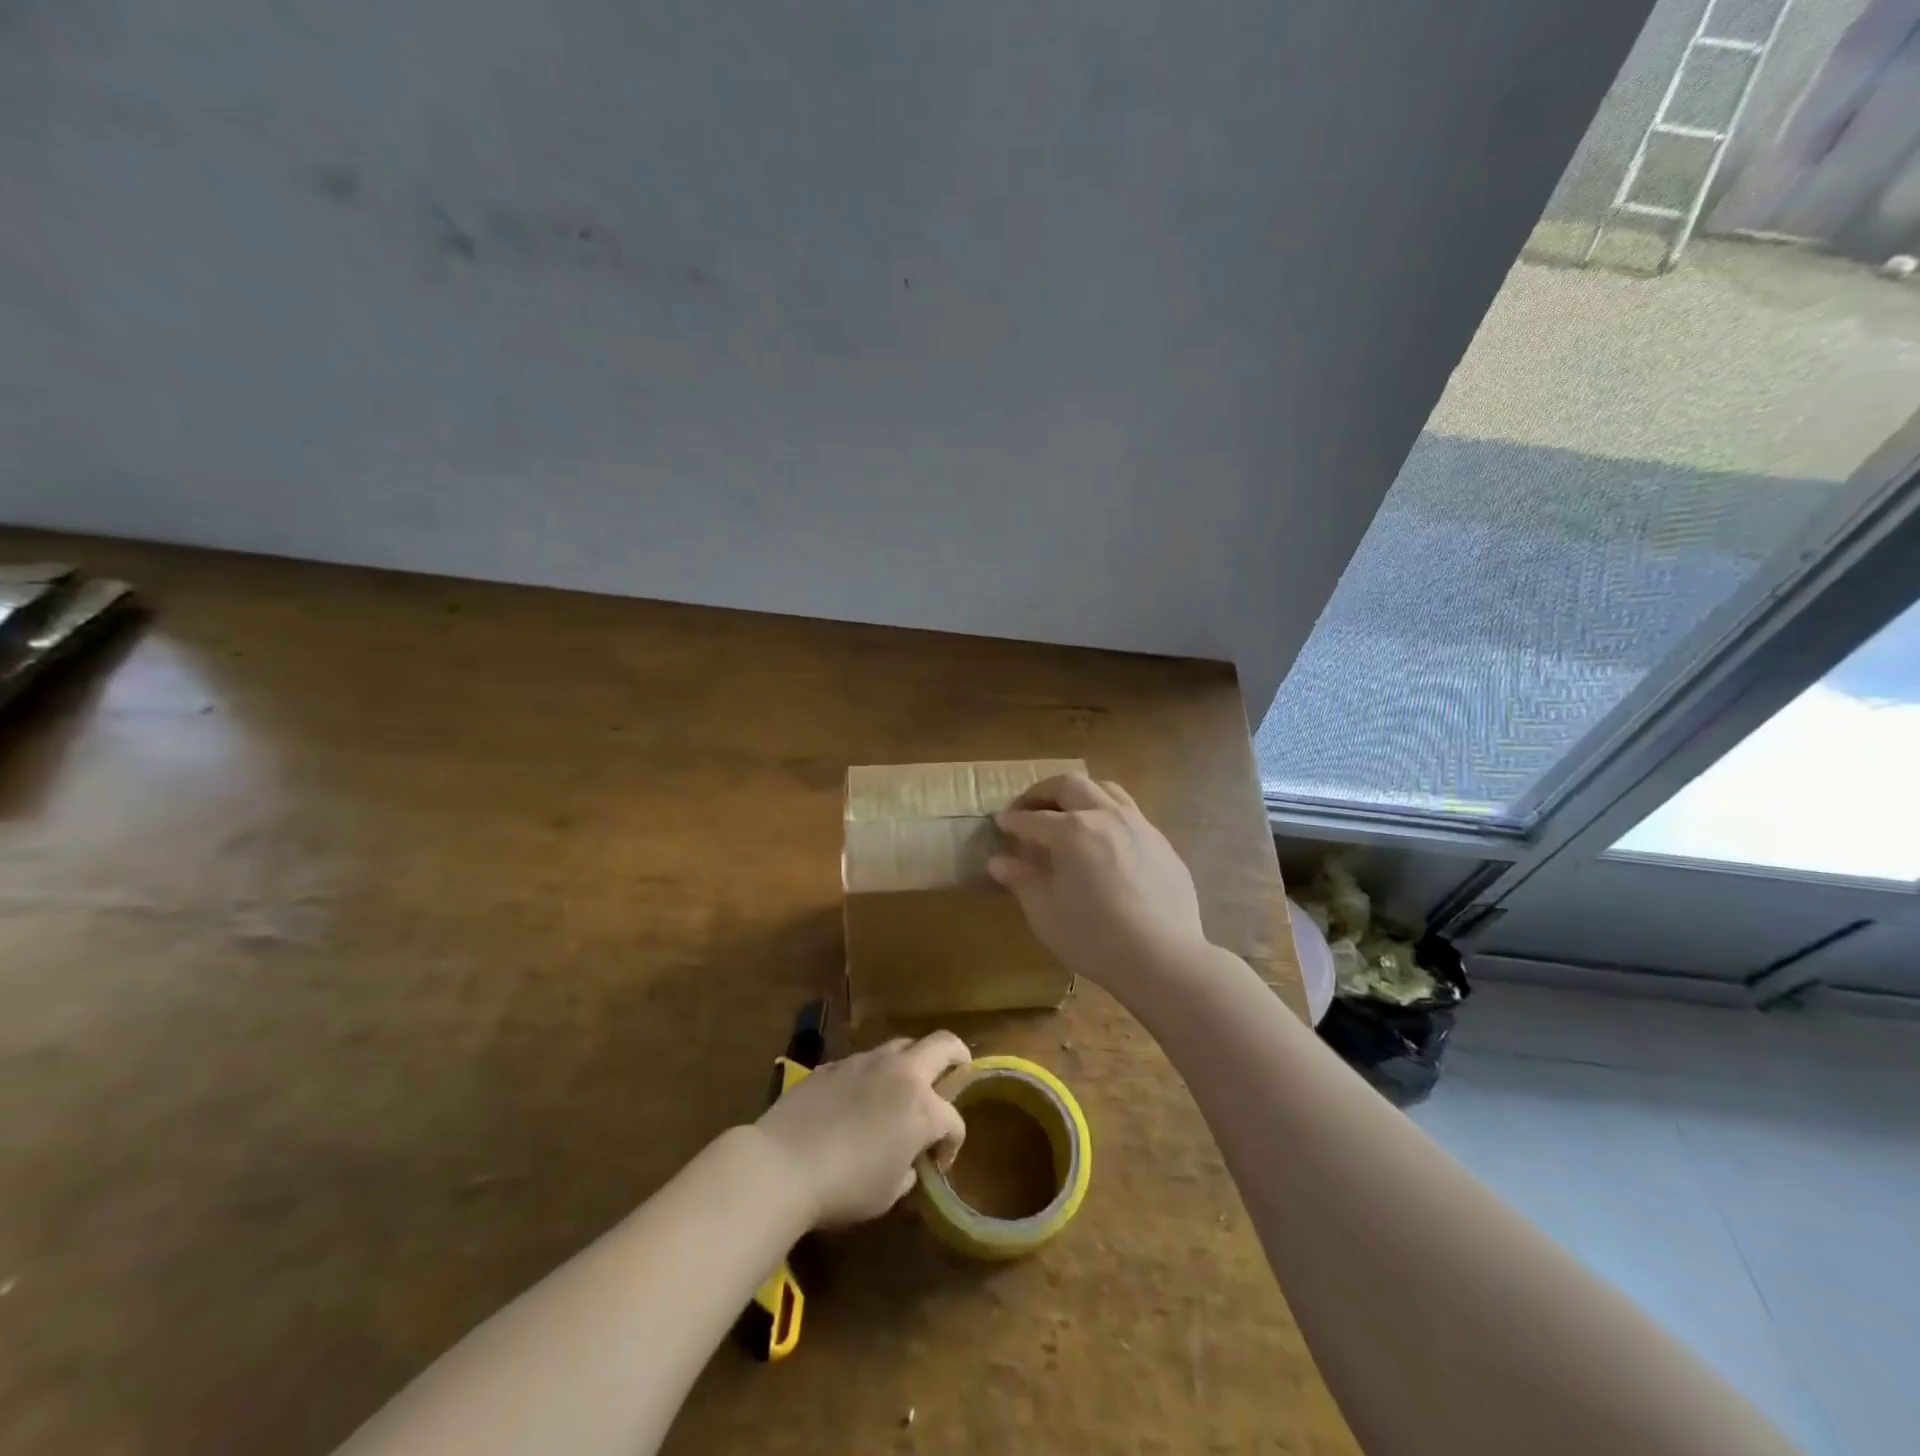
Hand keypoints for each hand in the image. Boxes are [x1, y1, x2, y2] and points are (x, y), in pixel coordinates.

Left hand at [753, 1032, 969, 1227]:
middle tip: (958, 1072)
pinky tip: (857, 1100)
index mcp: (922, 1107)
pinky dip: (872, 1075)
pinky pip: (865, 1061)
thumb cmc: (844, 1187)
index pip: (954, 1120)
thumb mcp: (888, 1192)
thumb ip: (908, 1169)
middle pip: (943, 1045)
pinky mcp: (835, 1063)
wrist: (782, 1164)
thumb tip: (906, 1162)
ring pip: (901, 1046)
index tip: (938, 1163)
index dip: (953, 1143)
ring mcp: (866, 1061)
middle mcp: (900, 1073)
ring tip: (901, 1090)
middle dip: (957, 1057)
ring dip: (911, 1063)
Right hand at [989, 773, 1206, 985]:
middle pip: (1070, 785)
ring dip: (1080, 794)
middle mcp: (1105, 816)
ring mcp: (1139, 825)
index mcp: (1072, 830)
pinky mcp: (1162, 843)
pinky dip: (1108, 816)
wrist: (1164, 959)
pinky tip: (1106, 843)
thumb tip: (999, 862)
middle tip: (1028, 808)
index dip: (1012, 820)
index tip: (1000, 822)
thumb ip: (1022, 880)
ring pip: (1106, 790)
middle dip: (1043, 792)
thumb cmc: (1094, 937)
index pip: (1032, 819)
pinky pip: (1130, 815)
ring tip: (1069, 813)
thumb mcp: (1046, 913)